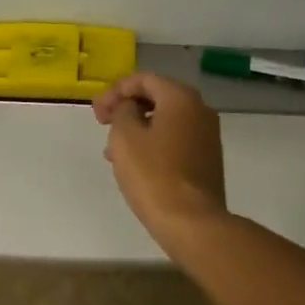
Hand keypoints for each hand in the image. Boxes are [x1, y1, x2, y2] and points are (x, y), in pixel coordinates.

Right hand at [93, 72, 227, 250]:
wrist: (194, 224)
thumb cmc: (155, 175)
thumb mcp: (125, 136)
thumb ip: (123, 111)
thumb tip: (129, 108)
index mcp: (181, 97)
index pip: (143, 79)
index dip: (115, 91)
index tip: (96, 112)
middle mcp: (199, 109)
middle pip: (156, 97)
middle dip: (126, 108)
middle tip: (103, 125)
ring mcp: (207, 135)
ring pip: (165, 120)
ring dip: (137, 128)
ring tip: (113, 151)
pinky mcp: (208, 159)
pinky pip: (175, 139)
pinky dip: (154, 143)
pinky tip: (136, 164)